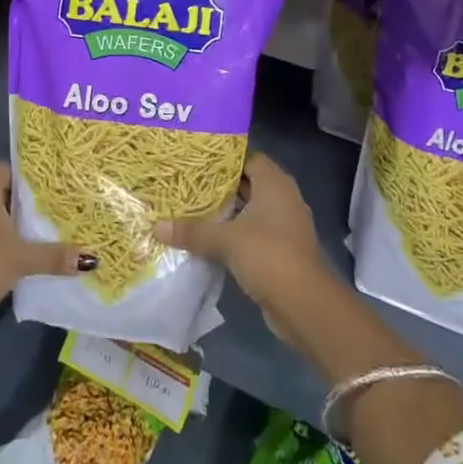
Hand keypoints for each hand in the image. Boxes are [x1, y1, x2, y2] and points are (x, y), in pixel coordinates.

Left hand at [0, 161, 92, 346]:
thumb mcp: (22, 258)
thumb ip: (55, 255)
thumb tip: (92, 259)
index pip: (6, 168)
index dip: (27, 176)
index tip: (51, 188)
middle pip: (0, 194)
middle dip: (23, 204)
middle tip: (54, 213)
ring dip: (9, 229)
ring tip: (41, 237)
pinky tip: (17, 262)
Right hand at [156, 152, 330, 323]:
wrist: (305, 305)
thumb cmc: (269, 256)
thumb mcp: (226, 240)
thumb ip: (193, 231)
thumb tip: (157, 226)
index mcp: (275, 183)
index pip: (247, 157)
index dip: (223, 159)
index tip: (195, 162)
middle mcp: (282, 198)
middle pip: (247, 184)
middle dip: (218, 187)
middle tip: (186, 185)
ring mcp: (284, 225)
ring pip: (249, 210)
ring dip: (225, 213)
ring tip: (190, 210)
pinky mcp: (281, 250)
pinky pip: (252, 233)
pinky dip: (233, 234)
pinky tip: (207, 239)